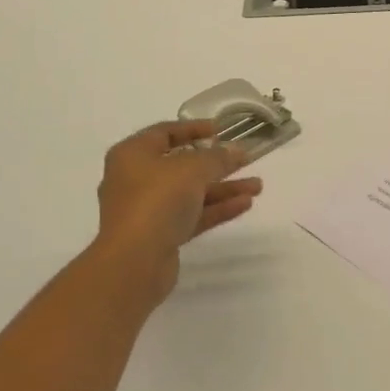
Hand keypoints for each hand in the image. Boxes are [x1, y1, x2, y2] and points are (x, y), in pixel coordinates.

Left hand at [90, 121, 261, 309]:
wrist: (133, 262)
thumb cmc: (157, 200)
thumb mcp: (192, 169)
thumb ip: (218, 157)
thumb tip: (236, 150)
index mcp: (132, 155)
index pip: (164, 132)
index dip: (193, 128)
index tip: (220, 130)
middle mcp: (135, 180)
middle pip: (181, 165)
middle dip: (216, 163)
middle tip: (245, 159)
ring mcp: (147, 210)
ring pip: (190, 193)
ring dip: (223, 188)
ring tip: (257, 186)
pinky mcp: (159, 236)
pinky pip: (192, 215)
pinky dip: (216, 208)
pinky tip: (245, 204)